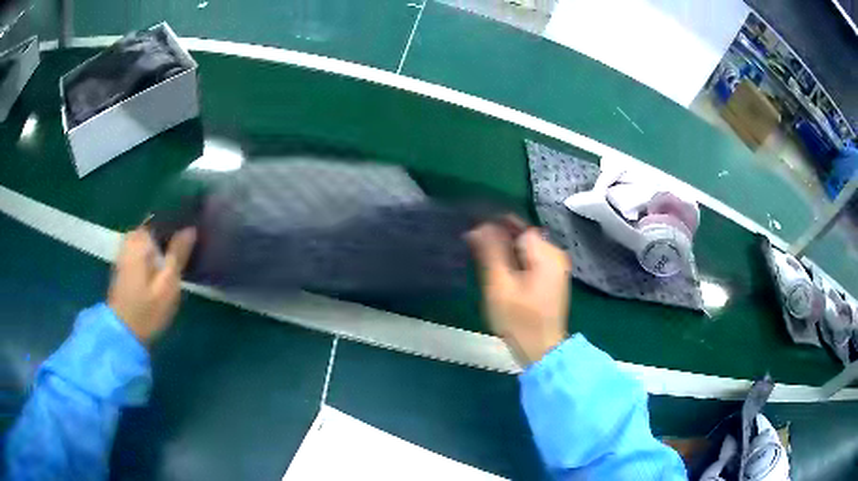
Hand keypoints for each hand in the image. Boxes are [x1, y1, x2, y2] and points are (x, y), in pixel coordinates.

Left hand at [108, 226, 195, 344]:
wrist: (123, 333)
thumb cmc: (148, 308)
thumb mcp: (168, 283)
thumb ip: (179, 253)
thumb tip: (190, 228)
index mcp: (140, 238)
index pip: (164, 219)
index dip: (181, 224)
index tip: (196, 233)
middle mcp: (130, 239)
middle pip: (157, 230)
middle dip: (172, 236)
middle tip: (192, 249)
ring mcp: (125, 252)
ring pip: (151, 241)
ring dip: (164, 247)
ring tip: (183, 257)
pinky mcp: (125, 265)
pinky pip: (144, 251)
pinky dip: (155, 256)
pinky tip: (166, 267)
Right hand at [468, 222, 570, 366]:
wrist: (541, 351)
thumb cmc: (519, 321)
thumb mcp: (499, 286)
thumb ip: (490, 252)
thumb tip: (478, 226)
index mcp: (546, 253)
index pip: (516, 225)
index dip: (492, 225)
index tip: (470, 233)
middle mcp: (555, 254)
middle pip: (521, 235)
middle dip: (497, 237)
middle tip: (472, 247)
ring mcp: (556, 266)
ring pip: (524, 247)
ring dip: (504, 250)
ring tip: (482, 259)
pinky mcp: (551, 277)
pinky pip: (529, 259)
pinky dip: (514, 260)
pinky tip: (500, 271)